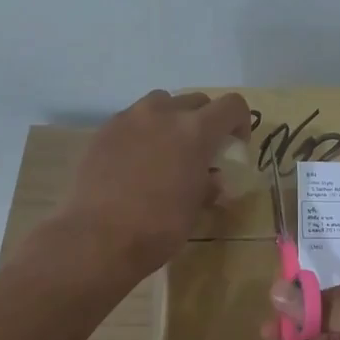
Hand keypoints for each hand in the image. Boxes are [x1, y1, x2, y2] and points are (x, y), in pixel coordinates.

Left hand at [56, 90, 250, 275]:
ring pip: (160, 103)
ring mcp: (129, 118)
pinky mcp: (104, 131)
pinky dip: (142, 132)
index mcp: (195, 130)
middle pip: (196, 101)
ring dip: (171, 119)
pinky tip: (136, 162)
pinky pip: (132, 120)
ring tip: (166, 150)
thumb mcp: (196, 207)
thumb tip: (211, 180)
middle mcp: (163, 113)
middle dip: (205, 121)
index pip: (231, 105)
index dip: (240, 123)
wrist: (99, 238)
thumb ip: (208, 184)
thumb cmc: (159, 227)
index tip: (234, 146)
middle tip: (201, 151)